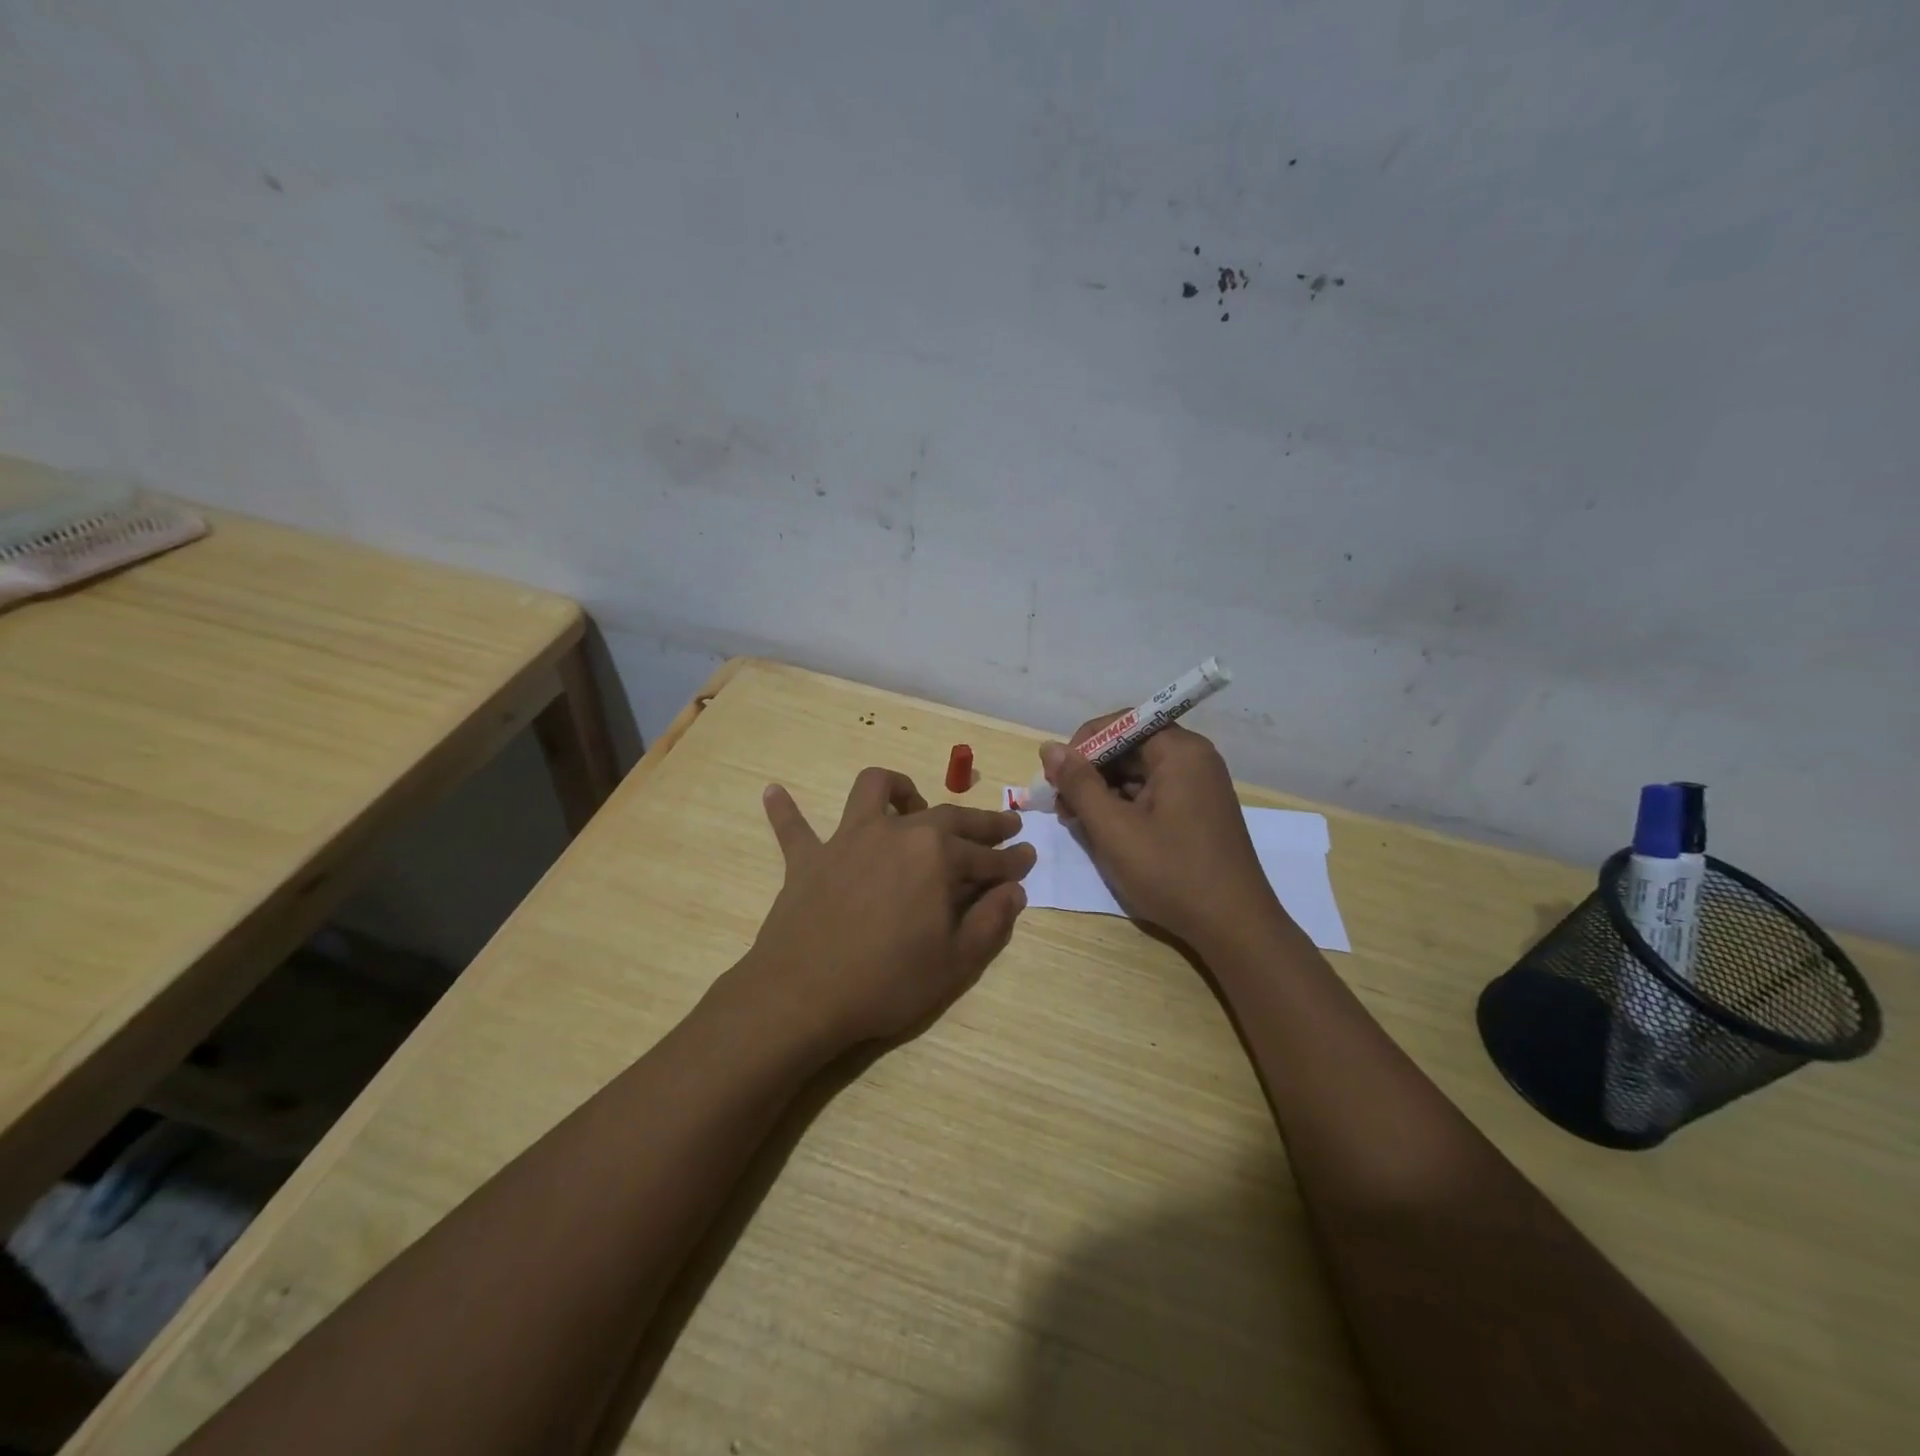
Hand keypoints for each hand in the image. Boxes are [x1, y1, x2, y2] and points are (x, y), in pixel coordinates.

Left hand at [743, 767, 1034, 1049]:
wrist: (804, 995)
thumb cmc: (888, 981)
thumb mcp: (956, 962)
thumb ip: (991, 921)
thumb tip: (1015, 890)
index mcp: (937, 856)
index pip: (987, 857)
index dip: (1012, 861)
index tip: (1029, 859)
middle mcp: (896, 832)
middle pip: (948, 817)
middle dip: (982, 823)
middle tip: (1005, 827)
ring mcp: (848, 840)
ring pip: (872, 790)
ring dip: (896, 789)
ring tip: (909, 803)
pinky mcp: (808, 858)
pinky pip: (793, 827)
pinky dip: (786, 810)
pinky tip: (772, 792)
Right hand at [1038, 720, 1280, 949]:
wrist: (1234, 928)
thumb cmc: (1171, 872)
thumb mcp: (1113, 828)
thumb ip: (1079, 784)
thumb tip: (1050, 748)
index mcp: (1180, 751)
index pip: (1120, 723)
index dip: (1082, 746)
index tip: (1057, 779)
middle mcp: (1194, 759)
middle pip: (1129, 747)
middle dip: (1090, 772)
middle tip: (1062, 806)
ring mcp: (1200, 786)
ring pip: (1138, 774)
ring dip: (1104, 792)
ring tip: (1078, 823)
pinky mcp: (1198, 812)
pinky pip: (1154, 795)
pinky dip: (1125, 808)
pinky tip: (1106, 834)